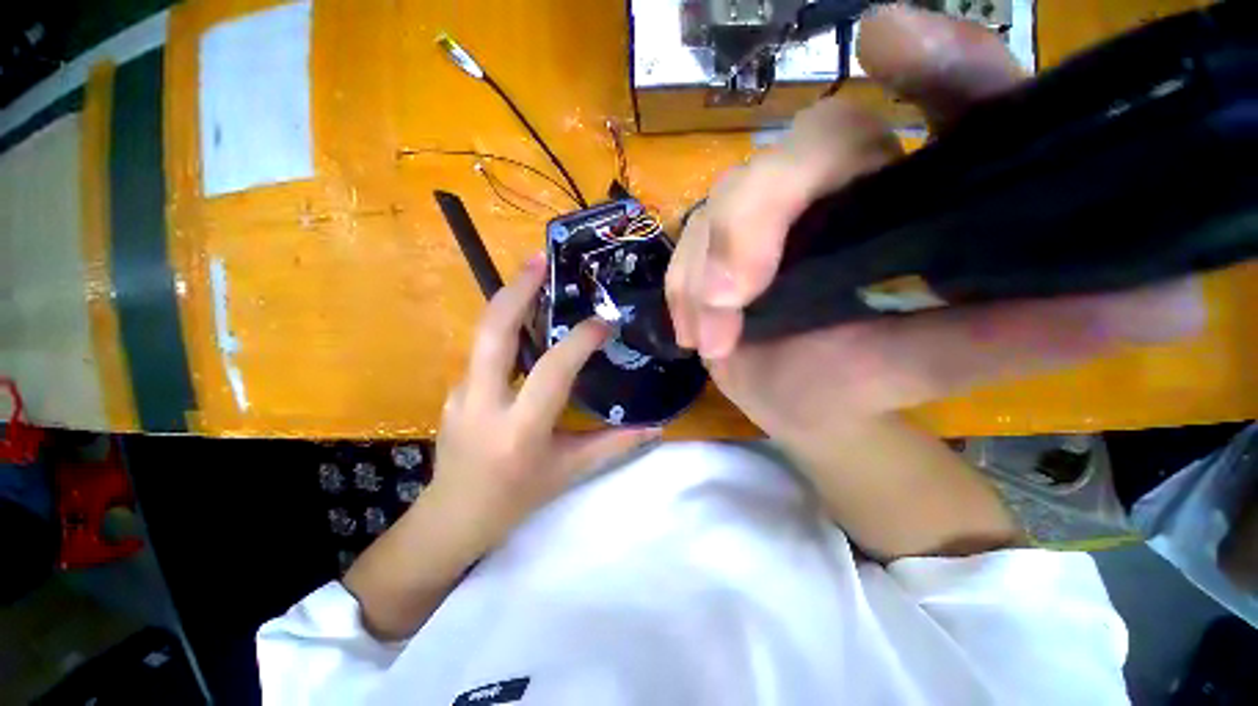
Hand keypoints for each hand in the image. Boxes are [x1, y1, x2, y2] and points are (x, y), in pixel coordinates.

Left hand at [429, 254, 659, 551]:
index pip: (552, 371)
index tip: (602, 322)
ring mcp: (461, 394)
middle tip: (539, 260)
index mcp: (520, 429)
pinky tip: (526, 324)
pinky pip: (484, 352)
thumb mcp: (569, 471)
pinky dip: (505, 329)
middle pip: (494, 334)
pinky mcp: (455, 391)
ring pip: (483, 336)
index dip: (579, 341)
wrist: (453, 517)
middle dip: (516, 291)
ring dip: (508, 302)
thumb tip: (656, 428)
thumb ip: (614, 445)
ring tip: (533, 276)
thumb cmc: (516, 498)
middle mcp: (484, 404)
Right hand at [665, 5, 1204, 441]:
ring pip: (722, 204)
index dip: (928, 61)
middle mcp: (836, 187)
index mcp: (913, 192)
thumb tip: (1174, 301)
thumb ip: (1036, 331)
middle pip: (791, 154)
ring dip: (706, 269)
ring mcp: (765, 219)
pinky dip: (683, 288)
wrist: (802, 408)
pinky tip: (694, 331)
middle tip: (737, 293)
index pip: (940, 98)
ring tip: (713, 335)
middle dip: (754, 221)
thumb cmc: (868, 387)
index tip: (889, 42)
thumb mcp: (946, 361)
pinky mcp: (717, 251)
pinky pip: (688, 250)